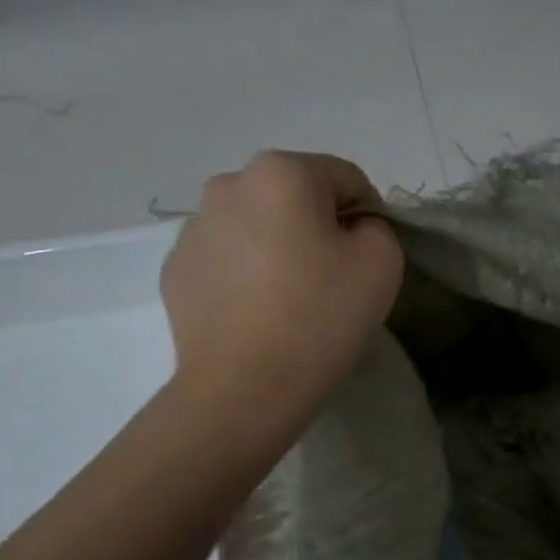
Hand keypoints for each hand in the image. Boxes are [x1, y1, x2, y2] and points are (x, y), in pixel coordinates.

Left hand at [161, 150, 403, 402]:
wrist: (244, 387)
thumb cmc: (320, 318)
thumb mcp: (382, 263)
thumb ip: (377, 228)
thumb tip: (350, 229)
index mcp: (282, 172)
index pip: (346, 178)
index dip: (369, 217)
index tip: (369, 261)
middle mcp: (229, 184)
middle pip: (296, 197)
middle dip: (319, 229)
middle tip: (333, 282)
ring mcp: (195, 227)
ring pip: (258, 226)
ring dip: (280, 249)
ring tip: (292, 302)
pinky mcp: (176, 269)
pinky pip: (228, 259)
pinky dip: (248, 276)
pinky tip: (259, 315)